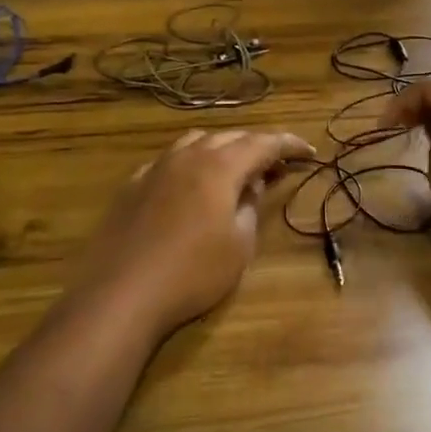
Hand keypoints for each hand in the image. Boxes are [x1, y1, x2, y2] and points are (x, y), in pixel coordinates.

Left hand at [77, 128, 312, 337]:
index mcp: (220, 166)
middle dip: (257, 147)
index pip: (263, 143)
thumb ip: (250, 207)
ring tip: (235, 170)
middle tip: (277, 165)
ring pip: (197, 142)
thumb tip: (251, 185)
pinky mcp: (133, 184)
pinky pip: (170, 160)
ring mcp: (156, 167)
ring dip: (222, 149)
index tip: (310, 152)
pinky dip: (191, 163)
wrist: (121, 294)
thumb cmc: (191, 273)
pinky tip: (190, 186)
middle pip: (231, 137)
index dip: (289, 145)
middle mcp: (188, 156)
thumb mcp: (238, 246)